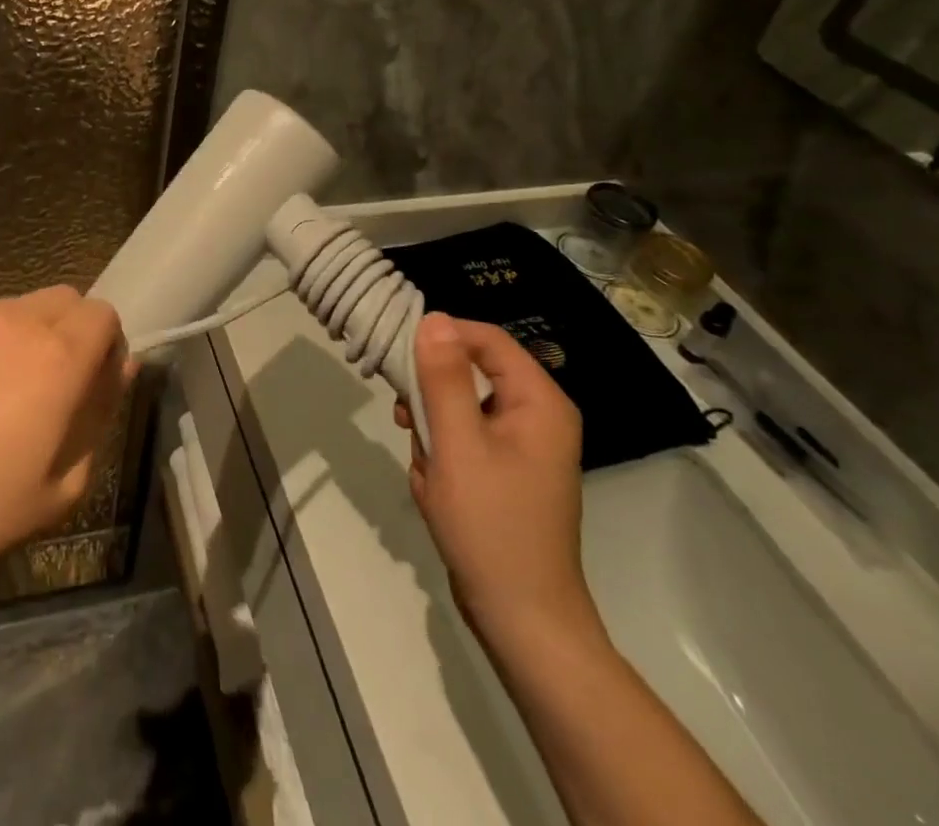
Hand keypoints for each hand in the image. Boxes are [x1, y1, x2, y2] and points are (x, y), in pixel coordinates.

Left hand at [0, 286, 133, 618]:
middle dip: (72, 332)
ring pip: (17, 307)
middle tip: (52, 387)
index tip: (92, 385)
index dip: (107, 347)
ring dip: (26, 336)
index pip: (104, 314)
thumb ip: (100, 416)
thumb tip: (117, 371)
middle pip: (64, 298)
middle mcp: (14, 321)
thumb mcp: (62, 487)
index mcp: (57, 356)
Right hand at [395, 314, 596, 650]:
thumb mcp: (457, 444)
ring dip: (433, 431)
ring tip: (427, 469)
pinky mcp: (506, 472)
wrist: (521, 620)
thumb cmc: (491, 526)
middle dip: (433, 397)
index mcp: (539, 403)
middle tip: (406, 421)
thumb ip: (444, 377)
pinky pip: (464, 439)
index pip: (487, 340)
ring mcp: (523, 447)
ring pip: (460, 407)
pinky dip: (442, 456)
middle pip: (471, 373)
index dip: (442, 338)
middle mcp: (537, 416)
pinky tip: (435, 487)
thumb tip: (434, 318)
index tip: (399, 356)